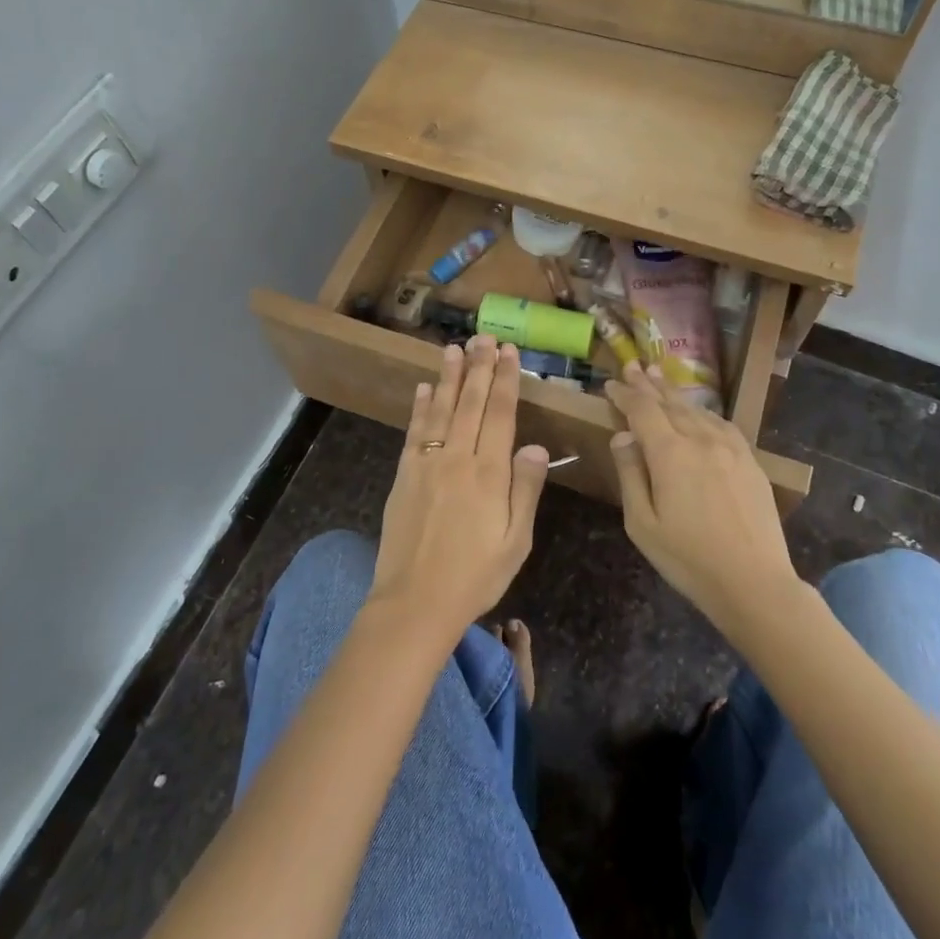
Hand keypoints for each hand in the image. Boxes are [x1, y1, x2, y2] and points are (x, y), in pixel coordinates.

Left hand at [369, 335, 549, 641]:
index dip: (505, 380)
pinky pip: (414, 432)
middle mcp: (457, 458)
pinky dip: (419, 407)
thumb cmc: (475, 576)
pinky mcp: (404, 475)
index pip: (501, 414)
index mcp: (489, 473)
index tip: (508, 352)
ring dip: (448, 377)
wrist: (415, 602)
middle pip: (471, 403)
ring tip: (453, 348)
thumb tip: (535, 445)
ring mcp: (426, 464)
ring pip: (440, 409)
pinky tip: (422, 389)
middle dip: (479, 367)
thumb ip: (526, 489)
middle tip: (483, 337)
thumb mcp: (516, 541)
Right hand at [605, 362, 797, 633]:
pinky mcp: (750, 461)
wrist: (755, 583)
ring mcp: (730, 448)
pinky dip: (703, 412)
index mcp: (670, 453)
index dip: (625, 394)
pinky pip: (722, 424)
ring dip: (675, 392)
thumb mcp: (642, 523)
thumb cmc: (688, 559)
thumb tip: (623, 436)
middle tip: (634, 365)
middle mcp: (700, 440)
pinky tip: (699, 412)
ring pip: (697, 410)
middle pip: (670, 403)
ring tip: (660, 377)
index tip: (611, 384)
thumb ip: (631, 474)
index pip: (642, 410)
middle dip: (648, 384)